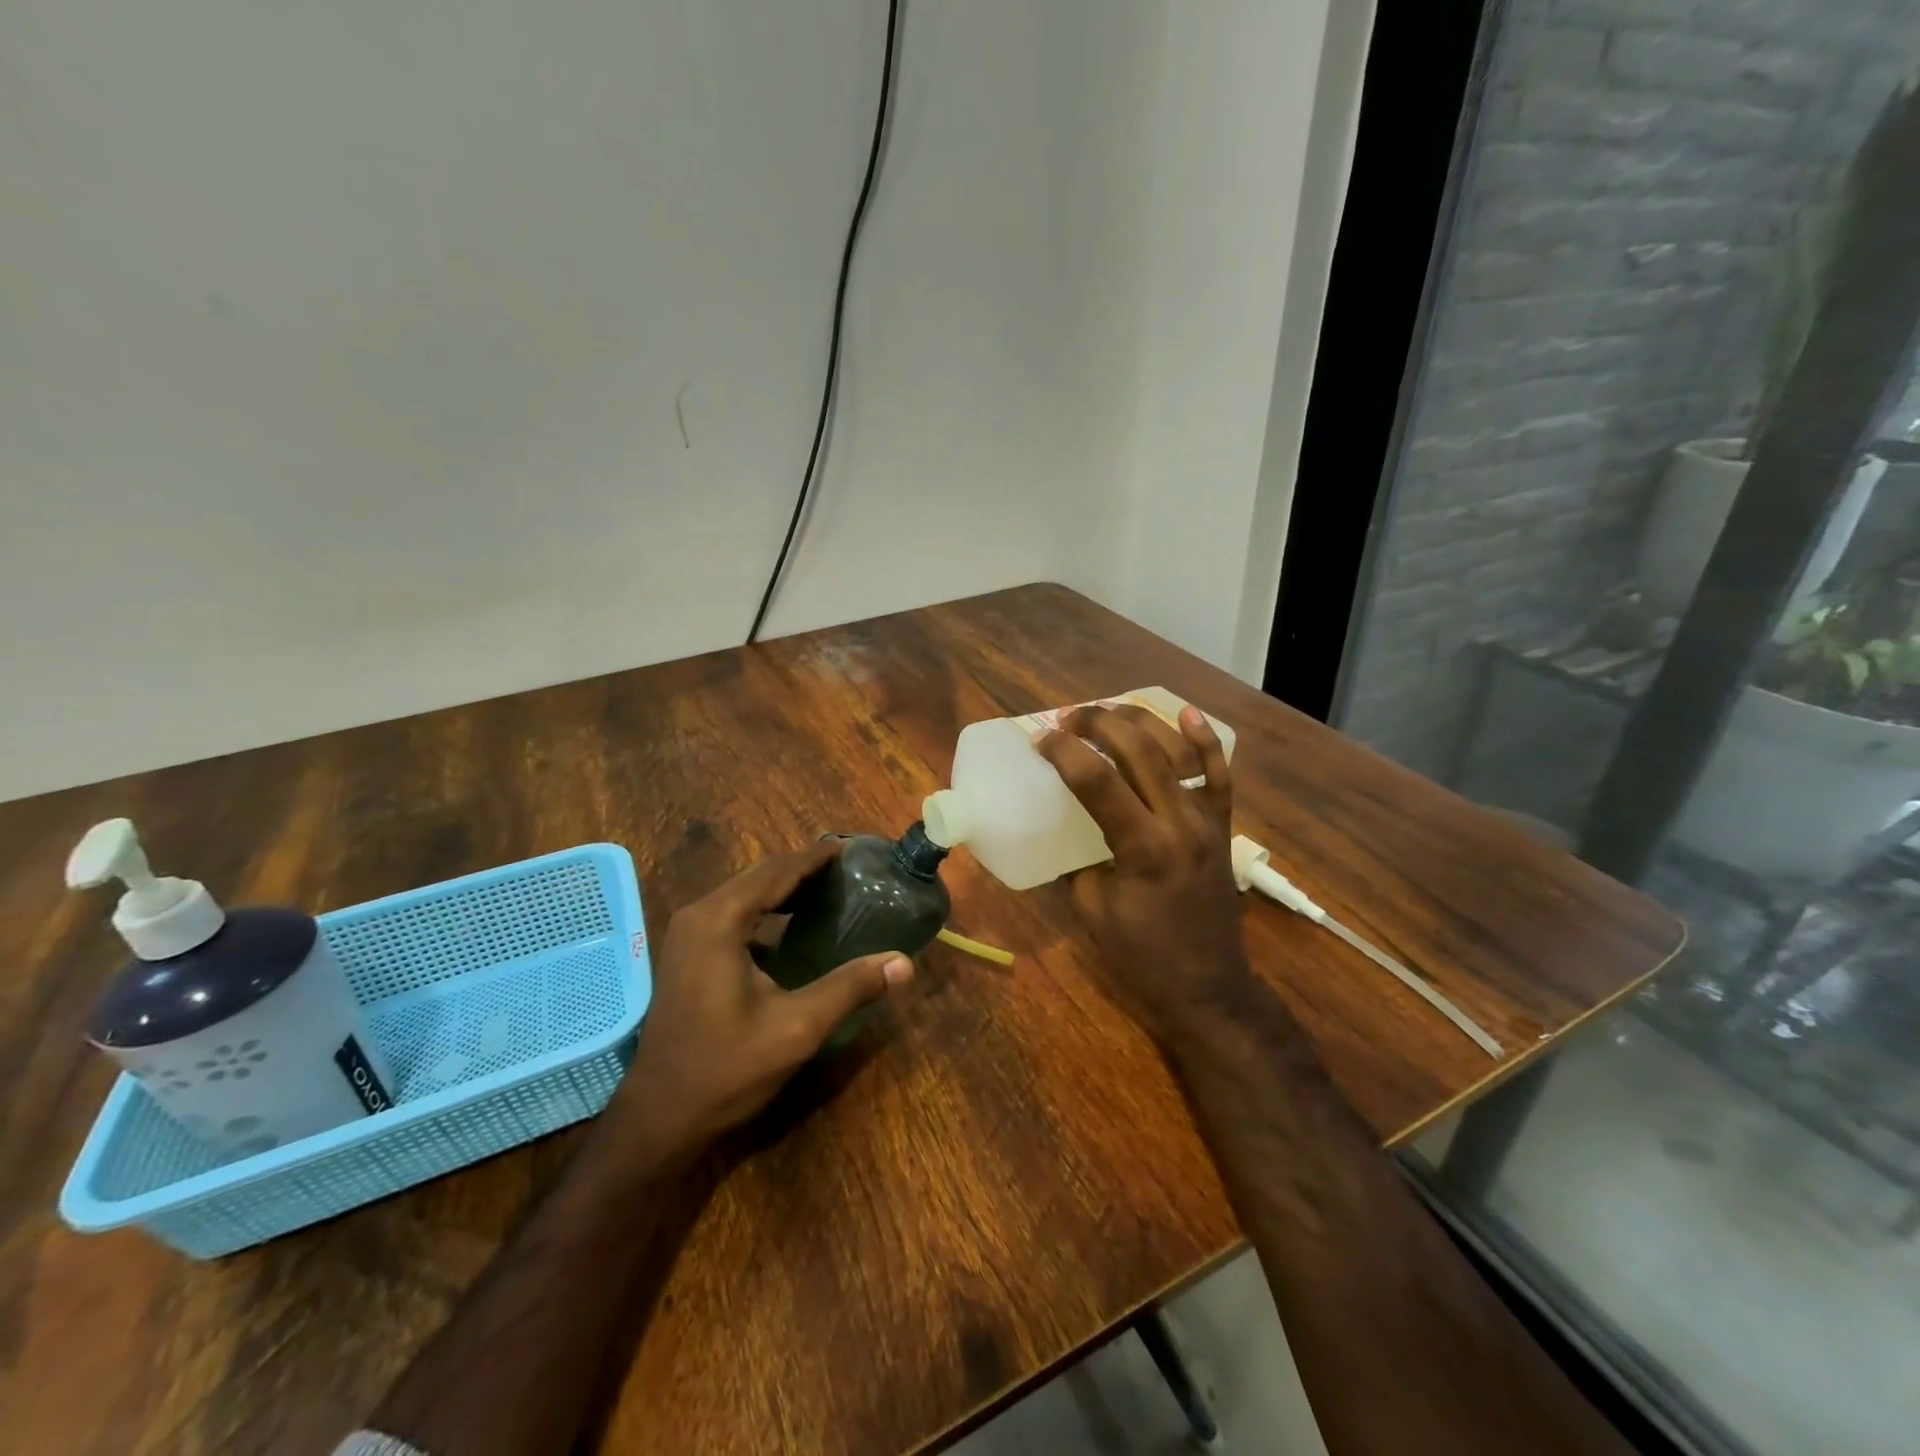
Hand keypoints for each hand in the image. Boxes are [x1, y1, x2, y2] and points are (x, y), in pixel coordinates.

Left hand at [606, 841, 912, 1161]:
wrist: (660, 1117)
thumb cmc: (726, 1069)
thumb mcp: (796, 1028)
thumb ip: (850, 988)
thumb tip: (903, 962)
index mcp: (720, 921)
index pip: (777, 872)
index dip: (815, 857)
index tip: (851, 846)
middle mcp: (698, 916)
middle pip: (759, 876)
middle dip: (802, 867)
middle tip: (847, 868)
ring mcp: (687, 935)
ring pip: (743, 893)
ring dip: (783, 887)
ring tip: (827, 888)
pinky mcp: (686, 955)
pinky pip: (732, 914)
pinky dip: (766, 908)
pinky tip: (792, 925)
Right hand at [1036, 705, 1253, 1051]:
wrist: (1209, 987)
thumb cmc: (1143, 957)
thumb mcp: (1091, 911)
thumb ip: (1074, 861)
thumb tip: (1057, 827)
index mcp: (1144, 848)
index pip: (1098, 780)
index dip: (1064, 752)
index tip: (1039, 740)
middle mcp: (1180, 823)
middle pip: (1139, 752)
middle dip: (1098, 724)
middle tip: (1067, 719)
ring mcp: (1207, 820)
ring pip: (1176, 752)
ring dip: (1139, 722)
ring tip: (1107, 710)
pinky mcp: (1221, 826)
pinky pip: (1219, 774)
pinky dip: (1204, 740)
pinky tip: (1186, 713)